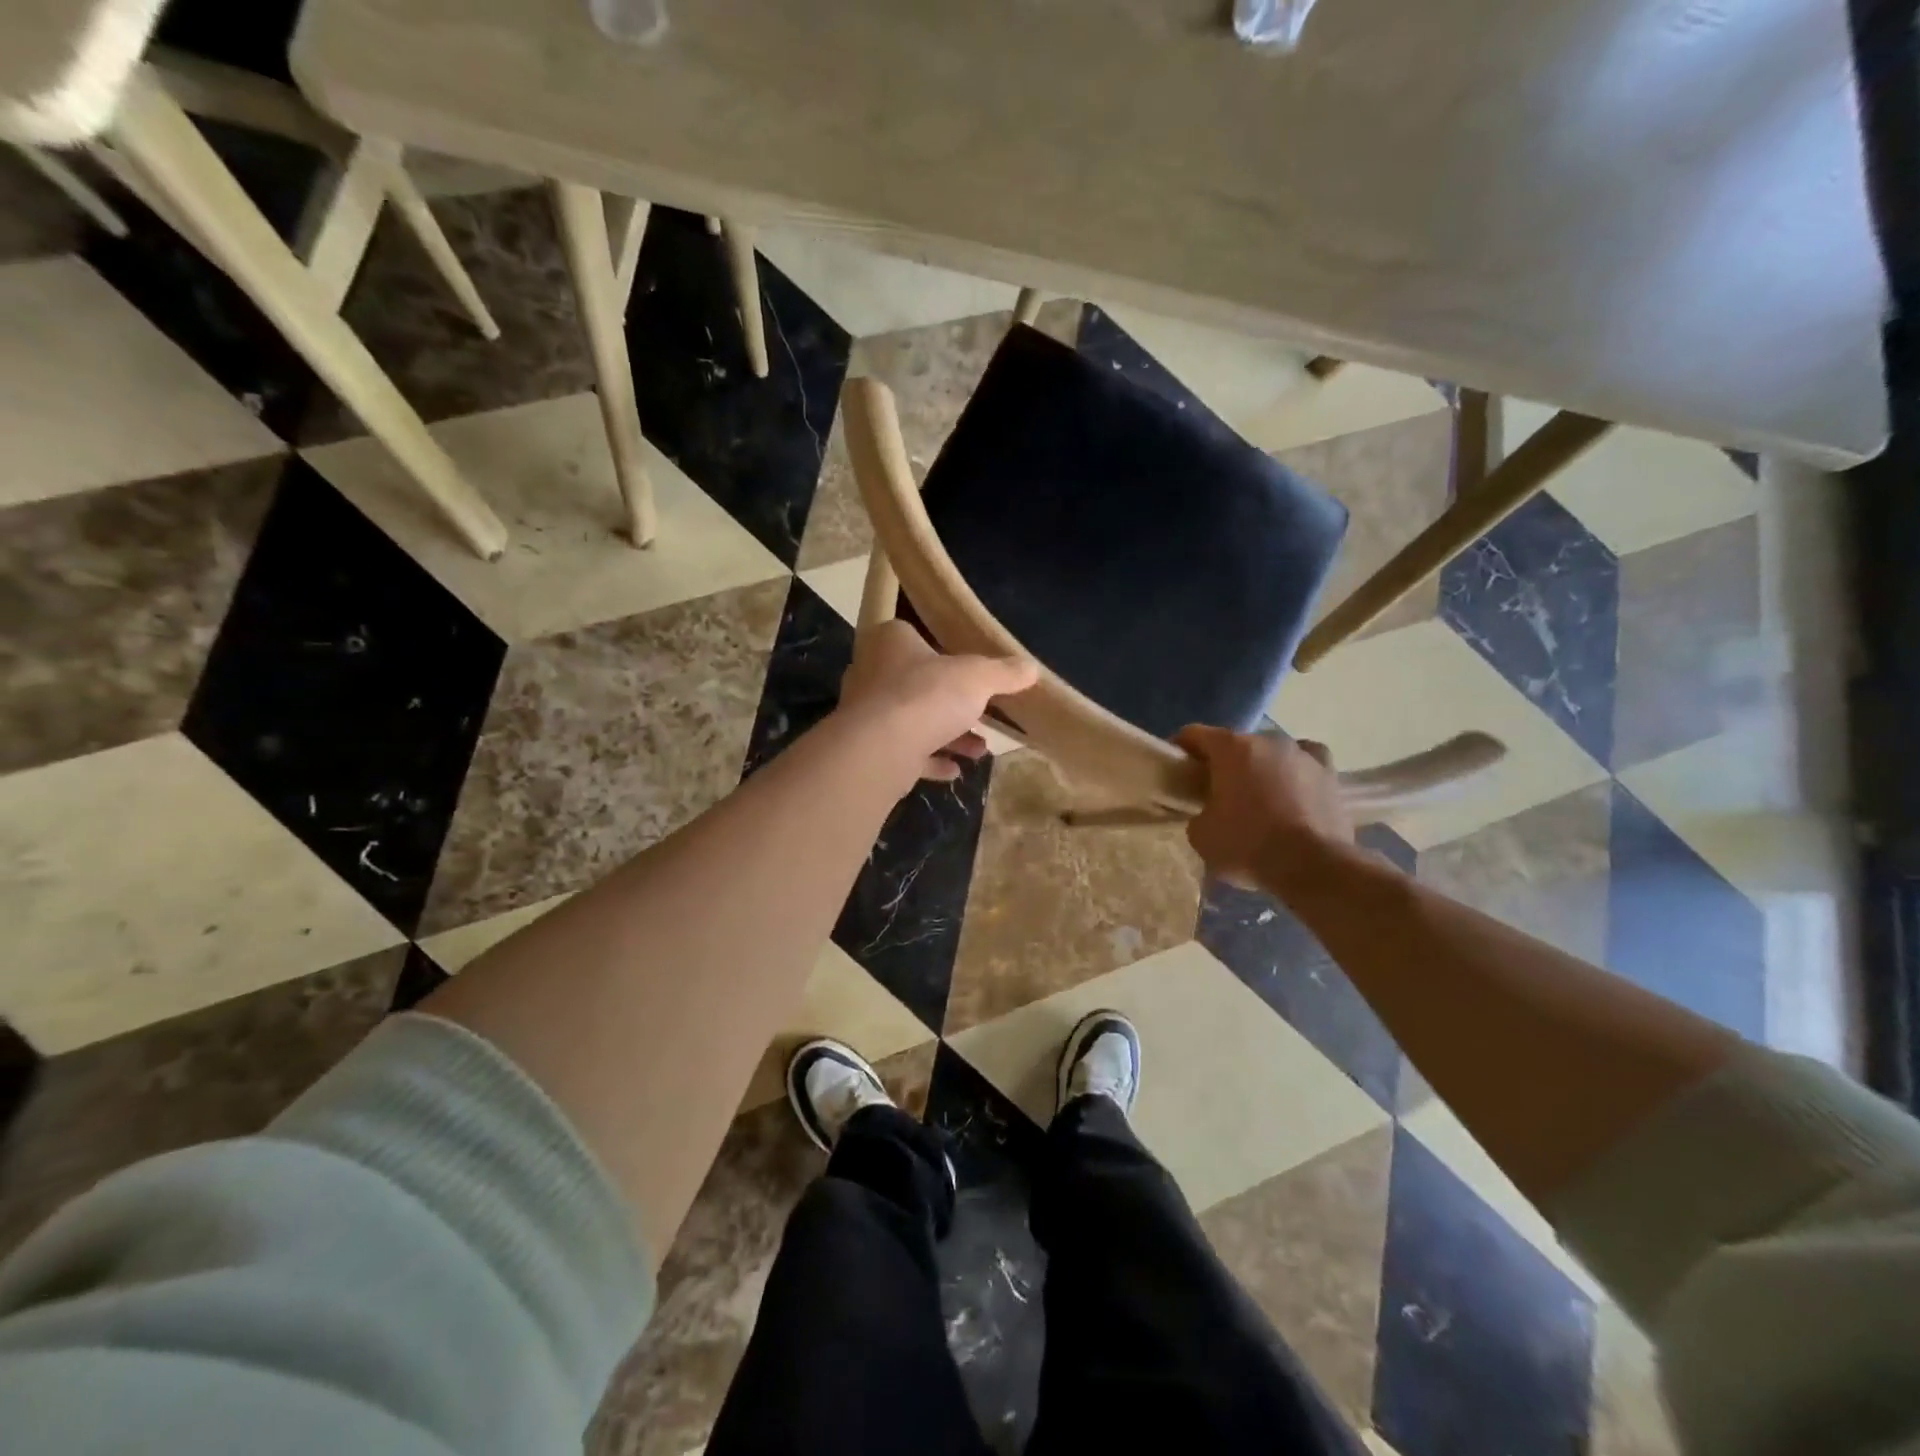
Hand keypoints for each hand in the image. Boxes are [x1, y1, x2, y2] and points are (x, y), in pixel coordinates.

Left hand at [839, 621, 1038, 785]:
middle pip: (917, 682)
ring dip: (947, 735)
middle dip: (951, 702)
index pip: (914, 636)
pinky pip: (905, 752)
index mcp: (890, 641)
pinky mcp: (869, 749)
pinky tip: (955, 770)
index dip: (941, 652)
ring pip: (913, 720)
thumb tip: (1031, 668)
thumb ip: (1004, 673)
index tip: (968, 670)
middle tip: (981, 713)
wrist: (881, 749)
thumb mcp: (978, 677)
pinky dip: (930, 760)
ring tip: (980, 749)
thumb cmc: (927, 695)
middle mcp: (871, 672)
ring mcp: (866, 713)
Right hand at [1172, 726, 1353, 886]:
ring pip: (1270, 753)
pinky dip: (1295, 771)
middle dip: (1222, 763)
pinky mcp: (1330, 773)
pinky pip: (1306, 761)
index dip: (1181, 748)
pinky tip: (1293, 787)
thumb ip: (1198, 814)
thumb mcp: (1201, 836)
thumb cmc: (1247, 846)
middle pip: (1234, 744)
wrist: (1312, 867)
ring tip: (1256, 797)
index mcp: (1230, 748)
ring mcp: (1302, 754)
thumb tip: (1208, 813)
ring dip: (1258, 768)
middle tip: (1214, 791)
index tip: (1177, 769)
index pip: (1194, 734)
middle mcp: (1267, 740)